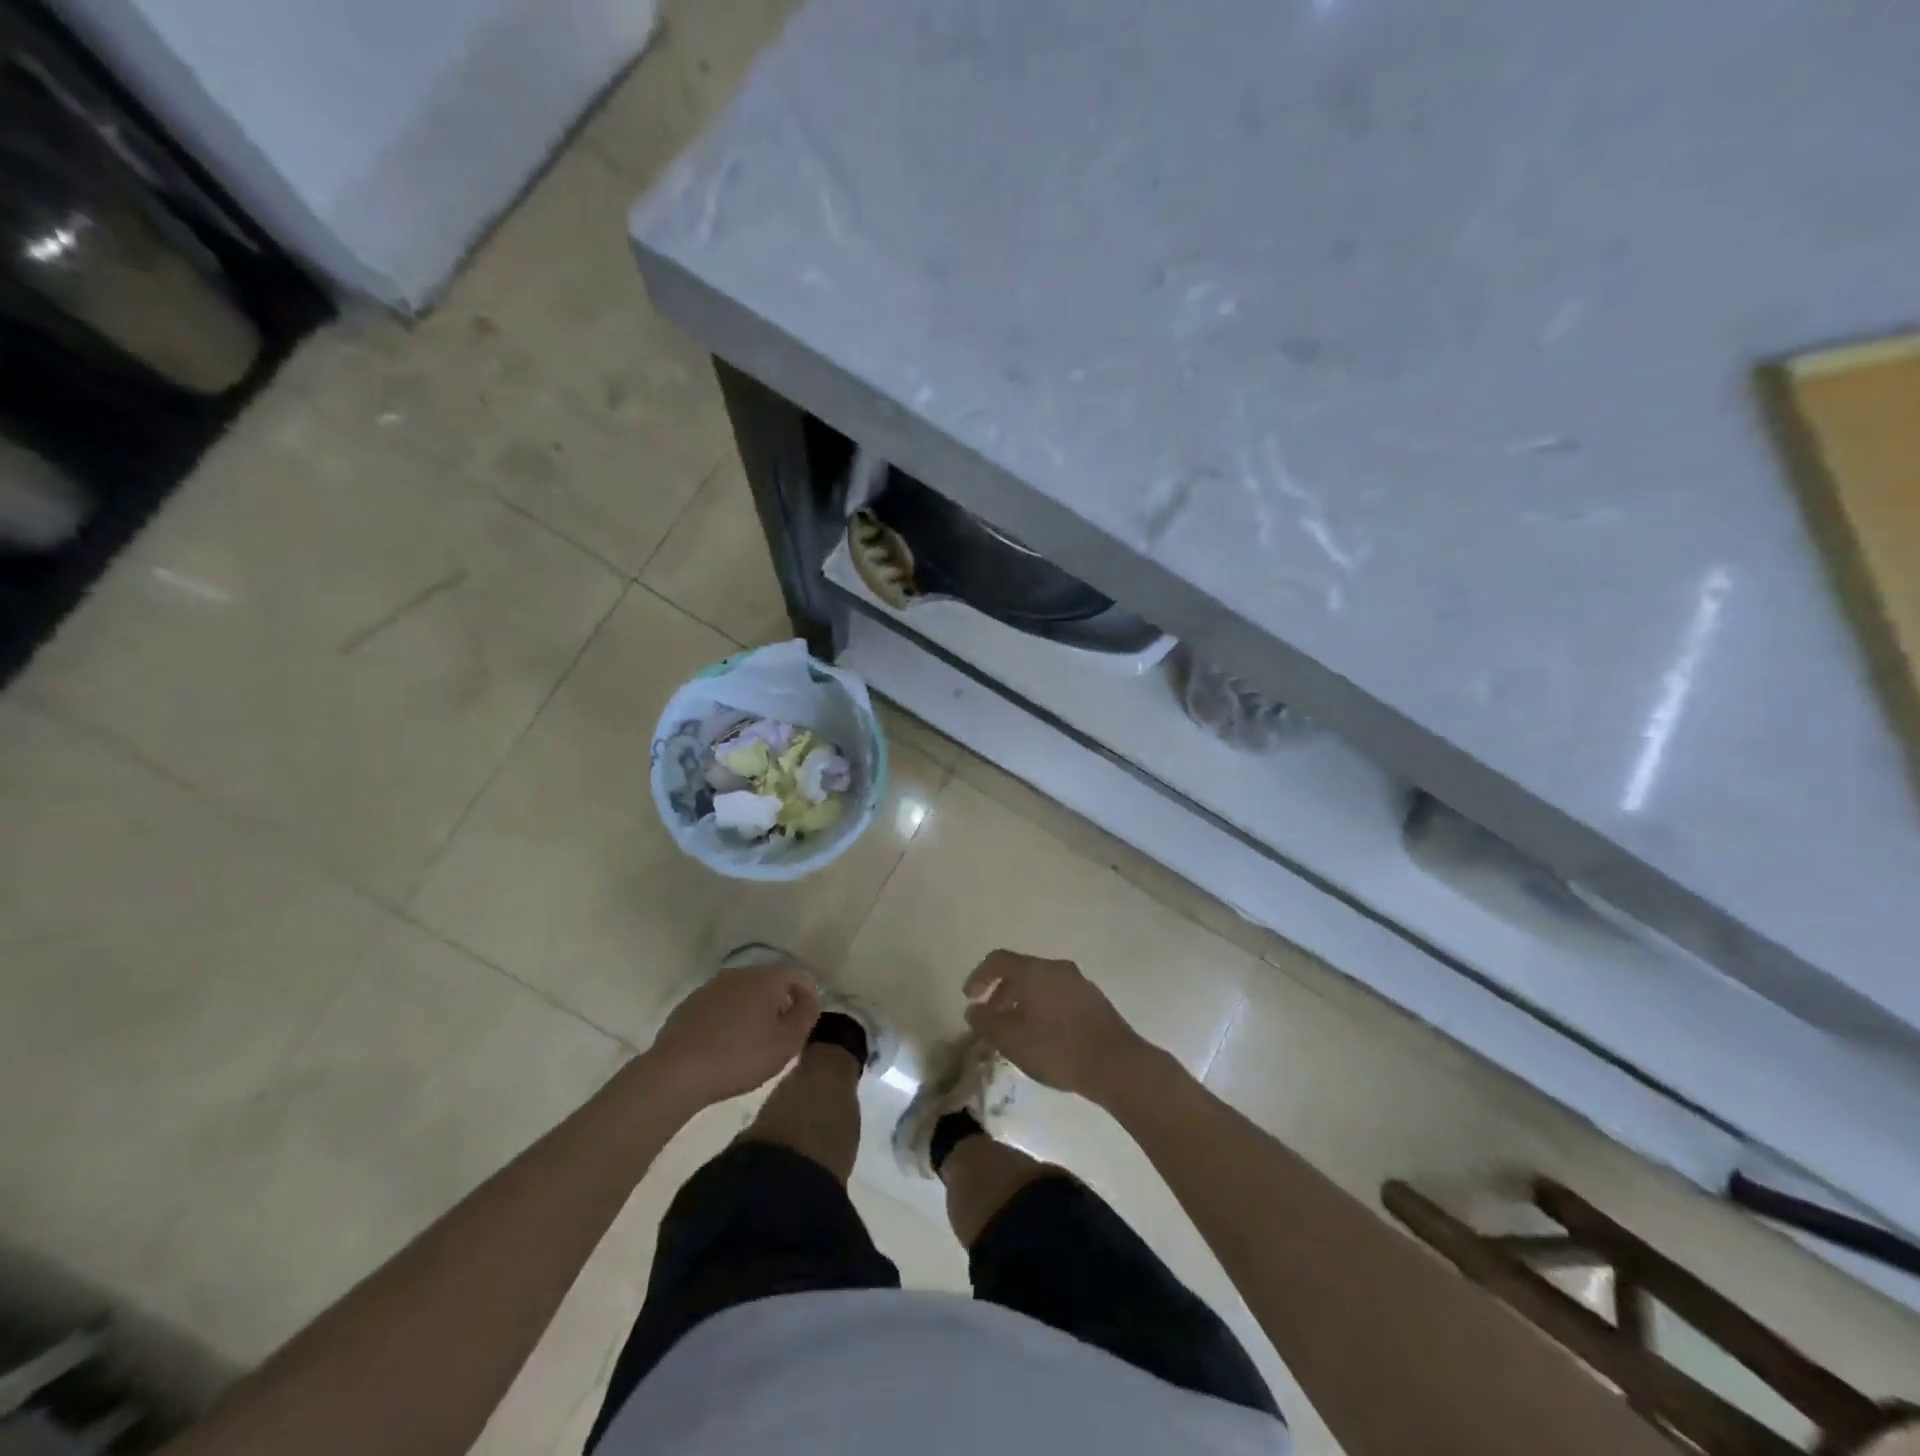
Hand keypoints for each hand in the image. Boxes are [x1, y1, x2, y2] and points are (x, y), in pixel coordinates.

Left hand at [648, 963, 818, 1107]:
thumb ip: (805, 1017)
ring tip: (751, 1043)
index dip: (806, 996)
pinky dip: (727, 1019)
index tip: (804, 1022)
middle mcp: (739, 974)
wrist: (676, 1072)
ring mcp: (710, 987)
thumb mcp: (786, 1043)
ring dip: (752, 1011)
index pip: (796, 975)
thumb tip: (808, 1000)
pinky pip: (719, 1007)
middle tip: (780, 1035)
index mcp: (765, 978)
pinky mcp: (689, 1005)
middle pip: (768, 982)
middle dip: (778, 1003)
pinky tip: (723, 1046)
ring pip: (742, 994)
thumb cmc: (740, 1056)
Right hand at [963, 951, 1152, 1100]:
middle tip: (991, 1017)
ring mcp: (1079, 982)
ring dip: (1022, 1001)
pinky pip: (1058, 995)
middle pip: (1021, 971)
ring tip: (1016, 1030)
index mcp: (1034, 970)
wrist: (1116, 1064)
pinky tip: (1043, 1035)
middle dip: (1001, 991)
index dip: (979, 976)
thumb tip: (973, 1010)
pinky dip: (1043, 1007)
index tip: (970, 998)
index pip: (998, 960)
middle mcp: (1057, 968)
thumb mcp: (1011, 1039)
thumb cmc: (1057, 1048)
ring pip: (1041, 984)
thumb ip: (986, 1022)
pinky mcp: (1094, 1000)